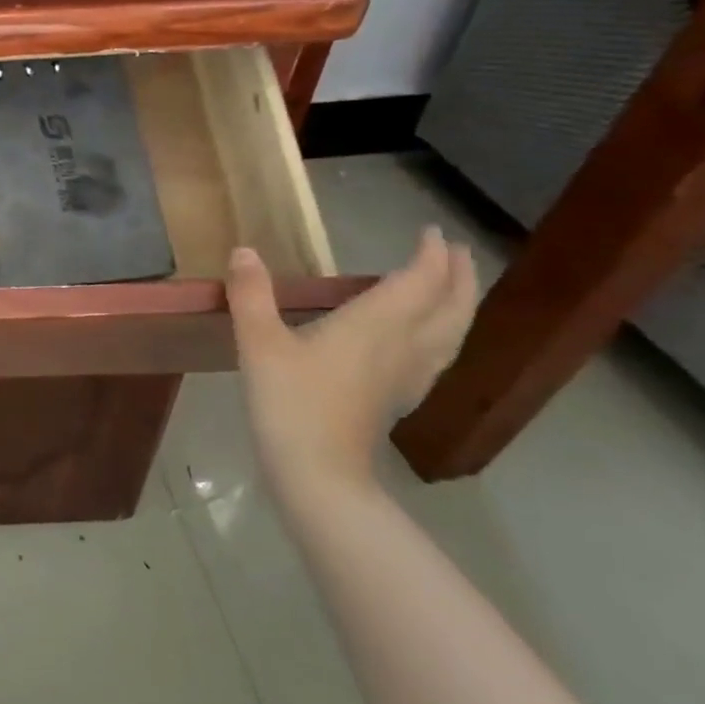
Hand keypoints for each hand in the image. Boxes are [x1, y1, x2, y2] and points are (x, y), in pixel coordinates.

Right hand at [226, 226, 476, 496]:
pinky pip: (437, 359)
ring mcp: (406, 378)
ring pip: (451, 335)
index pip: (417, 283)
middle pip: (448, 308)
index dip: (428, 255)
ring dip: (460, 306)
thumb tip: (243, 251)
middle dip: (457, 277)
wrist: (317, 472)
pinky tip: (430, 344)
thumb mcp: (258, 343)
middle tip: (454, 252)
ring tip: (455, 289)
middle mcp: (402, 347)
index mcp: (374, 327)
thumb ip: (251, 295)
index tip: (430, 231)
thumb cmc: (289, 402)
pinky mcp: (397, 400)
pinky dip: (444, 338)